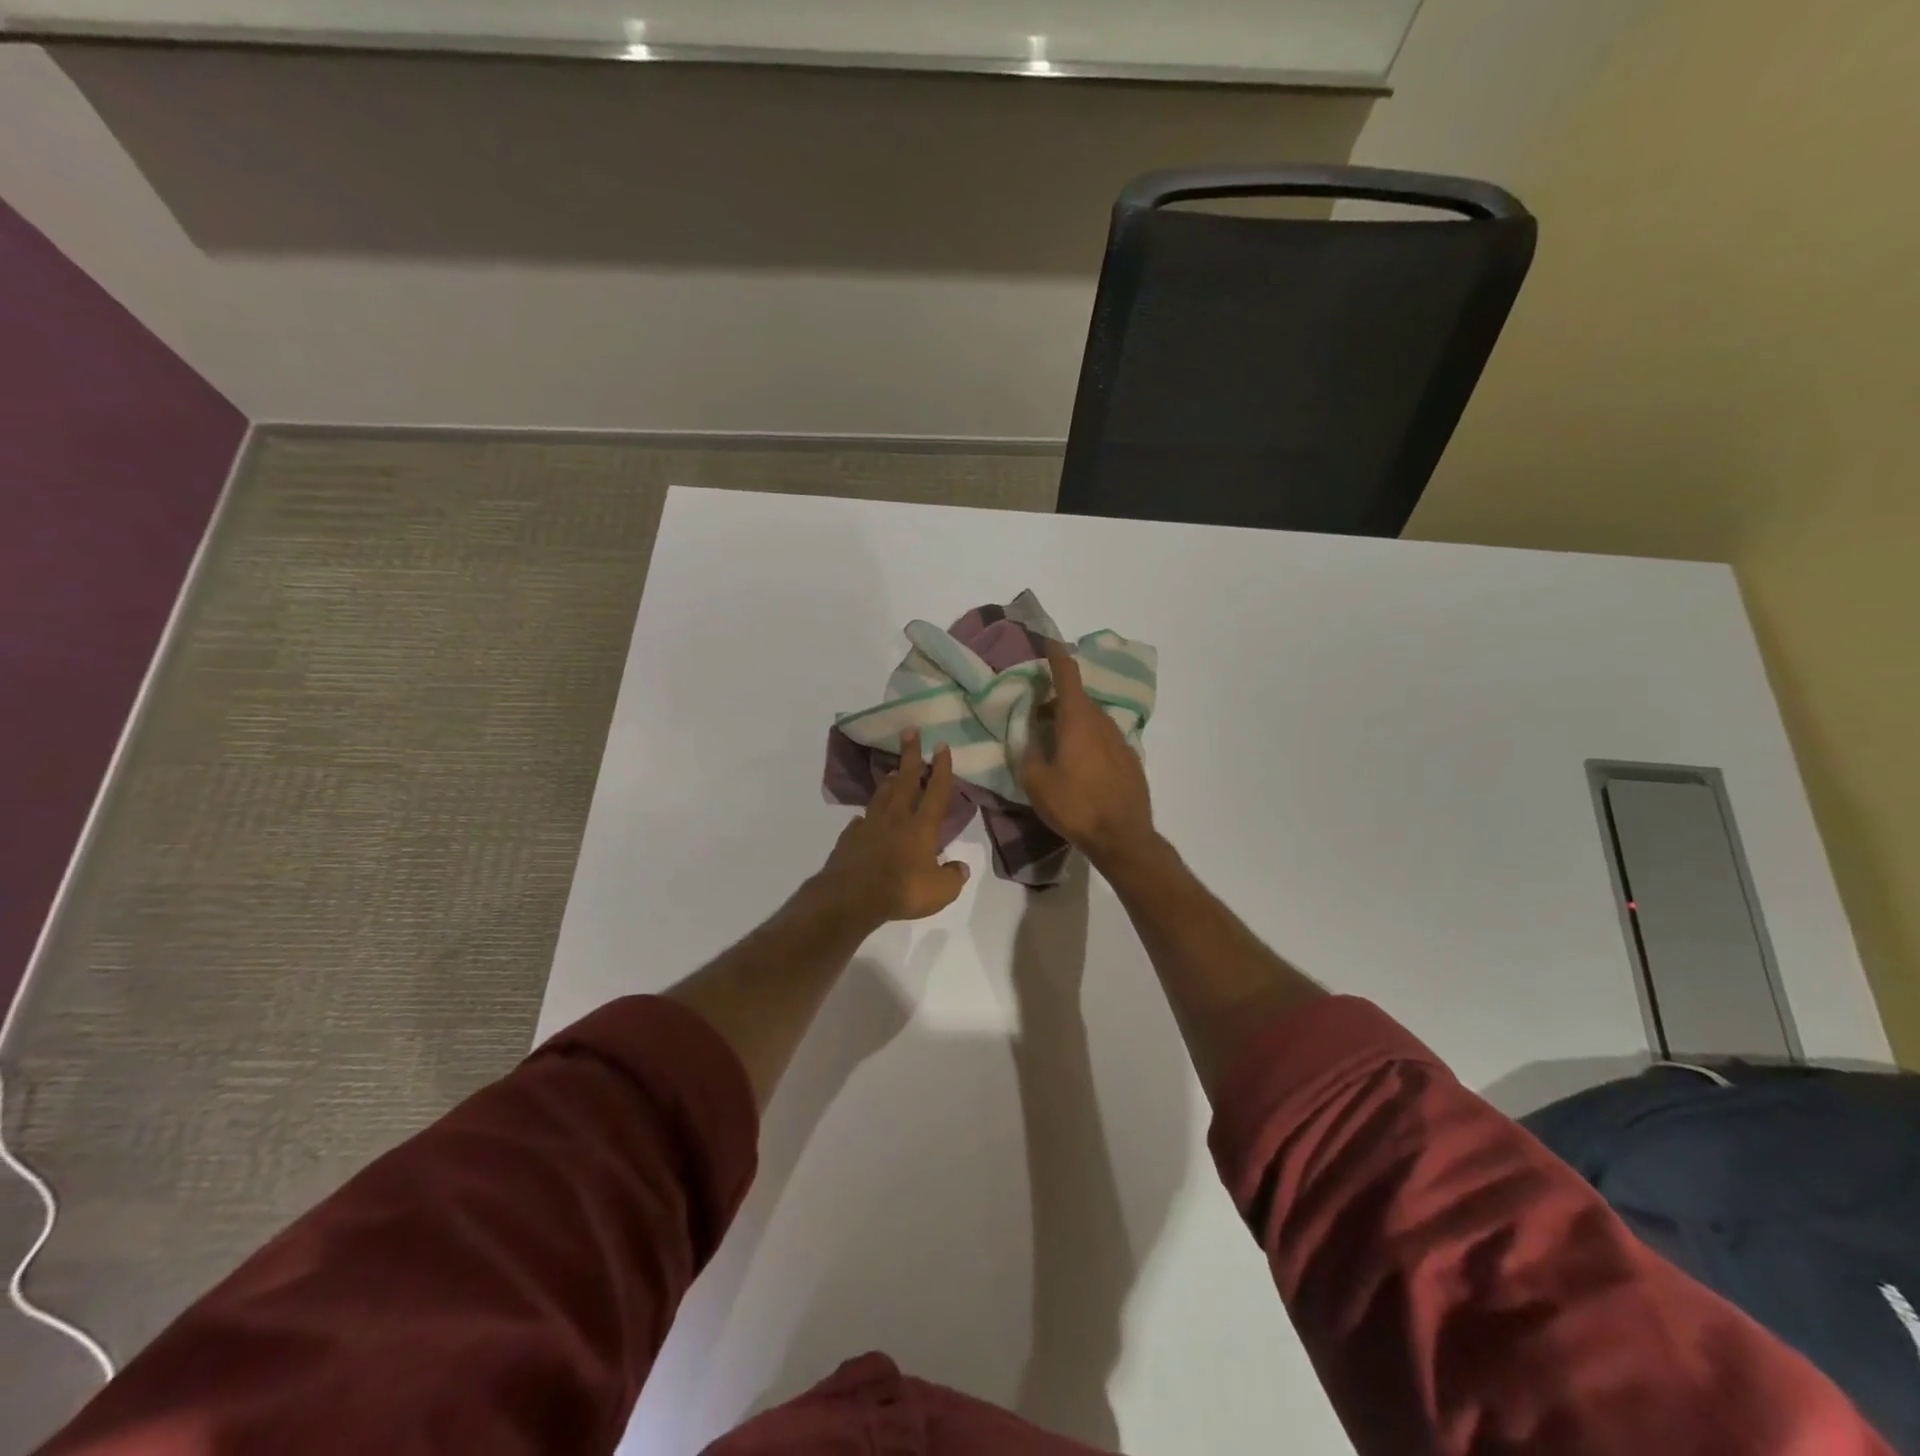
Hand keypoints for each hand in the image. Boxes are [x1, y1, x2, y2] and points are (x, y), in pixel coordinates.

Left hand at [816, 729, 970, 927]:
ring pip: (882, 795)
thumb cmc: (902, 890)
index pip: (936, 792)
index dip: (942, 768)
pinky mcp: (850, 839)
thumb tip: (960, 868)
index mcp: (921, 827)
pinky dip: (865, 818)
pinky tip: (864, 820)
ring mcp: (870, 826)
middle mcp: (896, 819)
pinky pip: (860, 823)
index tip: (941, 745)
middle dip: (910, 755)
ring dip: (891, 781)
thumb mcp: (941, 891)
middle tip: (910, 731)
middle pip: (906, 780)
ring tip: (895, 771)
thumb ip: (953, 877)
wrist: (851, 897)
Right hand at [1021, 640, 1156, 871]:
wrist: (1123, 837)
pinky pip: (1103, 739)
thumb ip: (1027, 752)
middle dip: (1056, 699)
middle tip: (1036, 711)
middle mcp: (1102, 722)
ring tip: (1053, 740)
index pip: (1067, 675)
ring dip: (1071, 722)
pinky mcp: (1130, 760)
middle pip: (1077, 699)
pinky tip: (1078, 764)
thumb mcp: (1036, 782)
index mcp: (1077, 720)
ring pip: (1091, 720)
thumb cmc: (1075, 806)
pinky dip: (1087, 740)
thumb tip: (1029, 736)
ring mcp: (1120, 740)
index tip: (1048, 641)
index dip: (1056, 655)